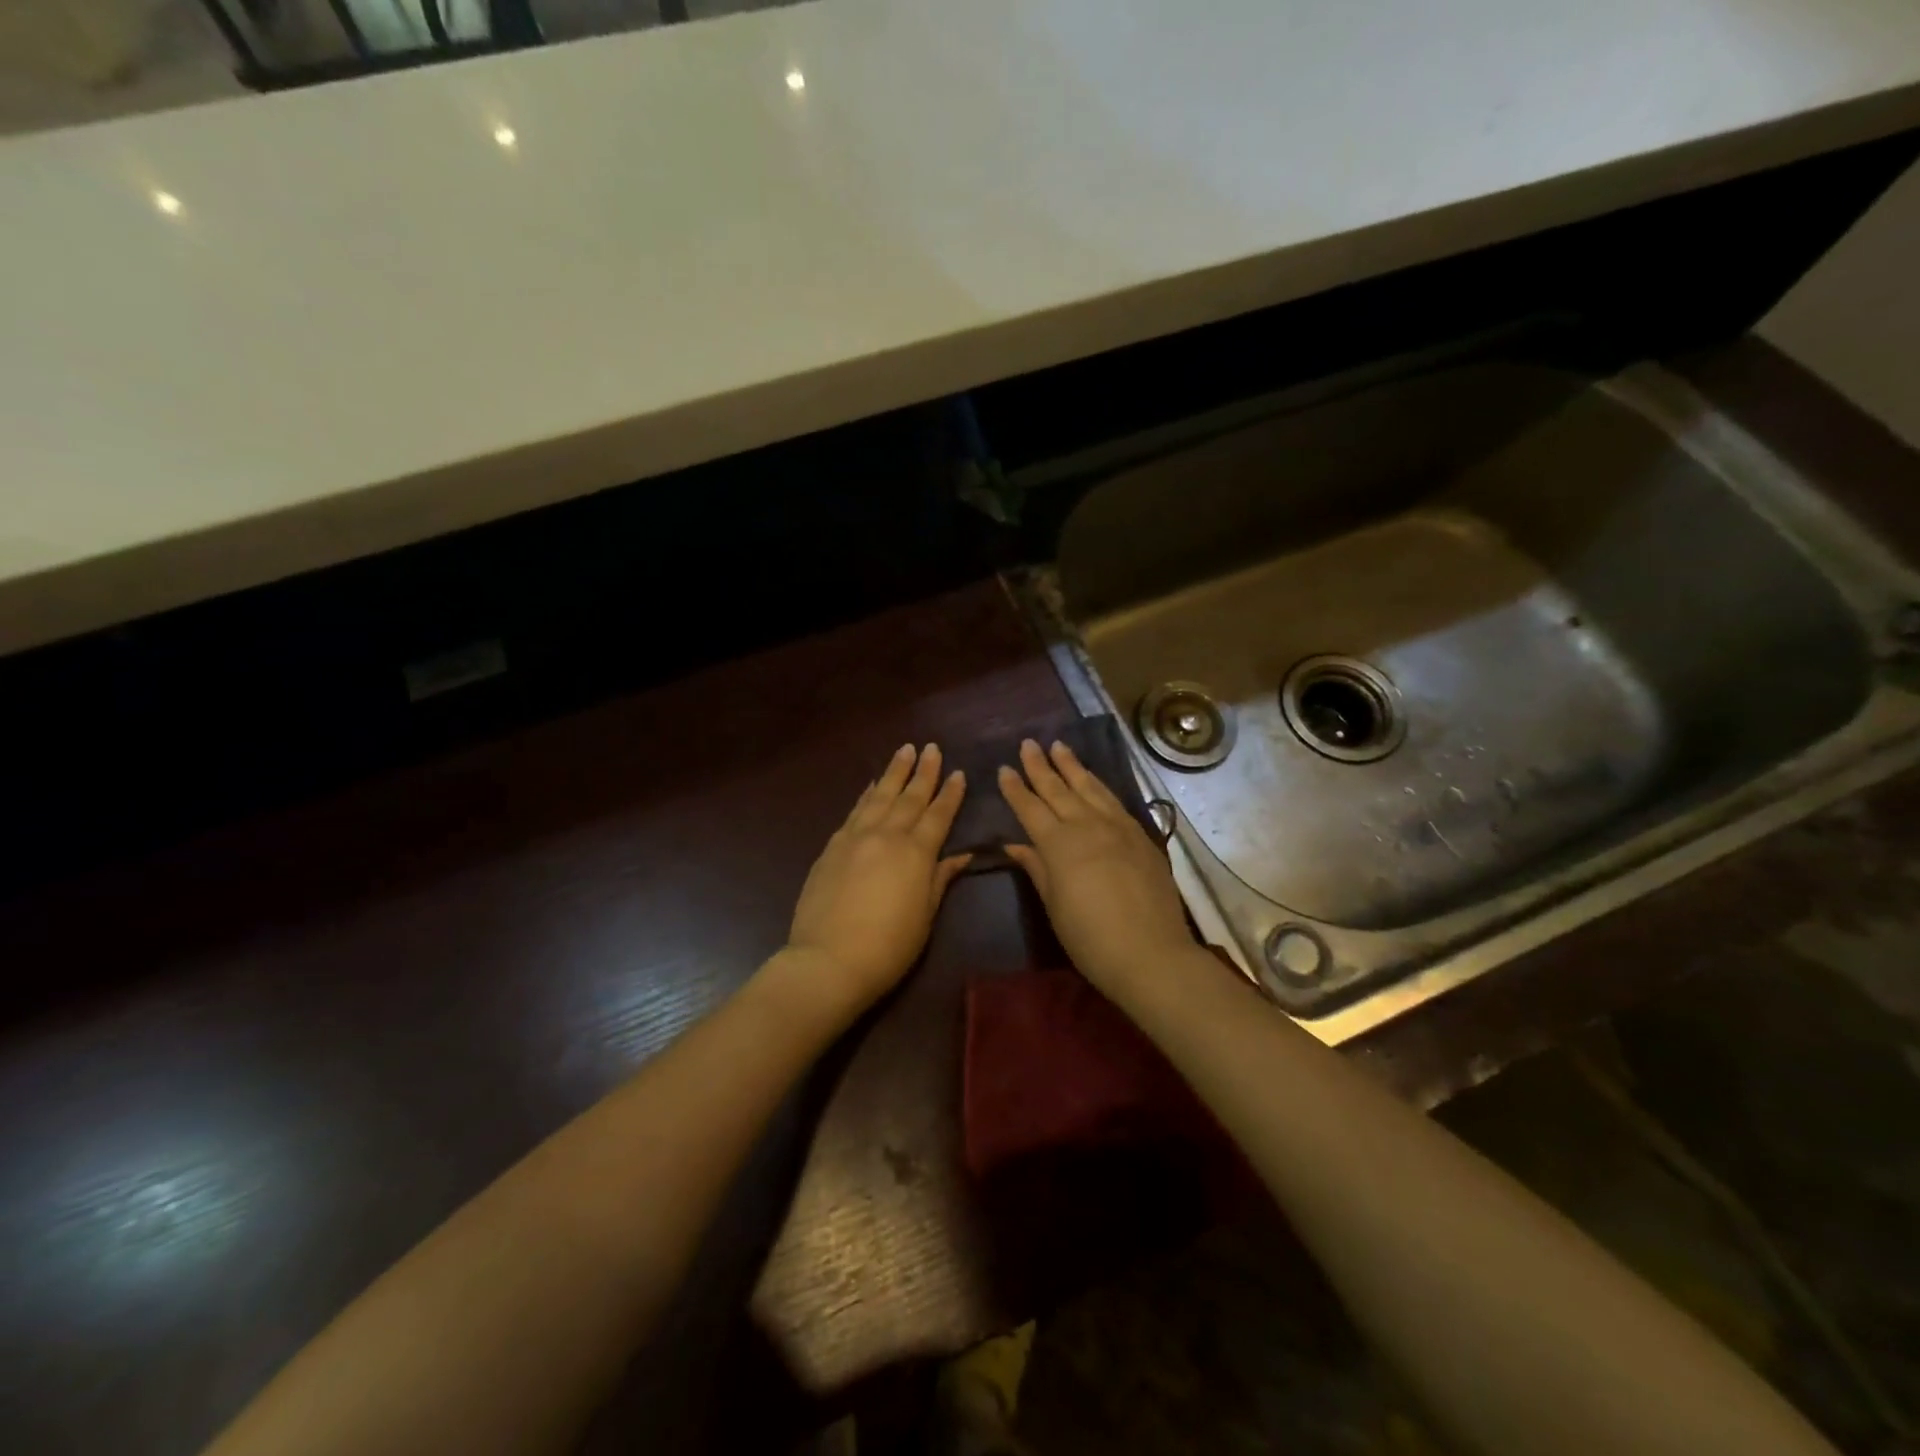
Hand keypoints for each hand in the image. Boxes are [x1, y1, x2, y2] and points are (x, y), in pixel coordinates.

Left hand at [783, 743, 970, 1019]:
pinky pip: (854, 811)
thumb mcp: (925, 916)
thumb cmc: (888, 947)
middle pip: (909, 797)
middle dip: (923, 772)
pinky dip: (866, 795)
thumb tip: (961, 855)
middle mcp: (886, 835)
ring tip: (904, 750)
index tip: (958, 772)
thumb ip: (940, 879)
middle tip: (932, 748)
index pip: (938, 815)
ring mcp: (855, 838)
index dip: (950, 794)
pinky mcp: (832, 847)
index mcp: (916, 853)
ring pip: (879, 796)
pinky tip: (871, 785)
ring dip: (893, 772)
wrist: (828, 960)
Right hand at [998, 738, 1194, 997]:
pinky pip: (1114, 801)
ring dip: (1072, 766)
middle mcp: (1087, 826)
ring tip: (1059, 746)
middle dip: (1040, 766)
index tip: (1004, 769)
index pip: (1030, 808)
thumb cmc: (1090, 938)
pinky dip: (1099, 785)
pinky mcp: (1140, 835)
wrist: (1150, 953)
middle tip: (1028, 743)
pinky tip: (1093, 780)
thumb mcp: (1054, 905)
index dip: (1016, 789)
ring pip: (1089, 787)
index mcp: (1059, 844)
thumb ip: (1036, 868)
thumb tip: (1015, 844)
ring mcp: (1117, 827)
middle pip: (1058, 789)